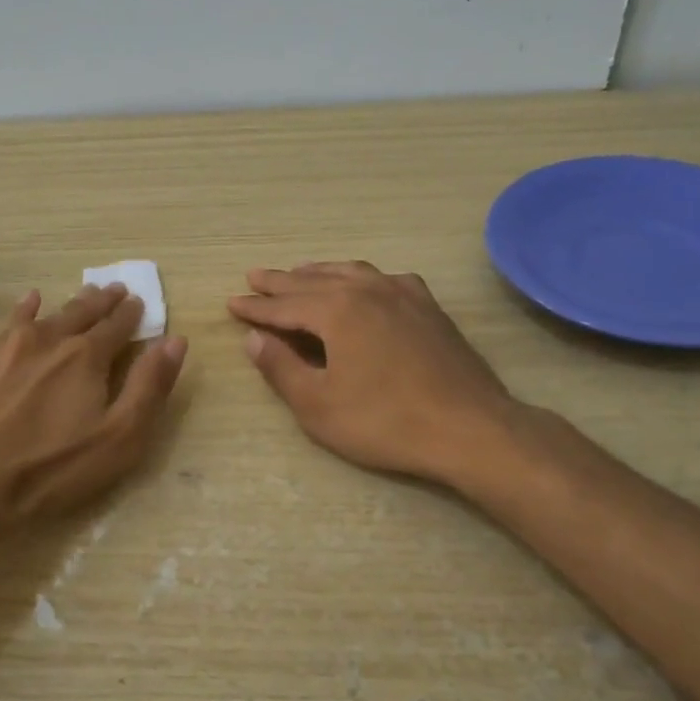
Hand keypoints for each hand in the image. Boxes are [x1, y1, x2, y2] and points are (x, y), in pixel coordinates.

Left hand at [0, 284, 186, 544]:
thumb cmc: (51, 469)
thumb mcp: (119, 439)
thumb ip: (149, 387)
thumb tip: (175, 340)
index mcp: (88, 357)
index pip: (118, 326)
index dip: (132, 315)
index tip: (139, 303)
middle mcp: (52, 340)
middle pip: (84, 313)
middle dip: (104, 302)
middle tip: (117, 290)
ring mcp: (12, 347)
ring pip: (51, 314)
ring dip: (73, 304)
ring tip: (86, 295)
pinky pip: (12, 322)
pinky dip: (27, 308)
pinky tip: (31, 301)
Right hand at [228, 262, 515, 483]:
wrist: (468, 428)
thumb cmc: (385, 422)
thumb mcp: (318, 405)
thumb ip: (282, 368)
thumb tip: (254, 338)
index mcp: (337, 310)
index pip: (284, 305)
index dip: (255, 307)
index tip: (231, 302)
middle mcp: (367, 290)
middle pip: (313, 281)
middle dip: (280, 282)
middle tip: (254, 277)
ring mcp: (404, 294)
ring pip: (350, 273)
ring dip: (319, 273)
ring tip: (299, 272)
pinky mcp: (429, 307)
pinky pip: (384, 279)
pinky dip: (360, 278)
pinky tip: (363, 285)